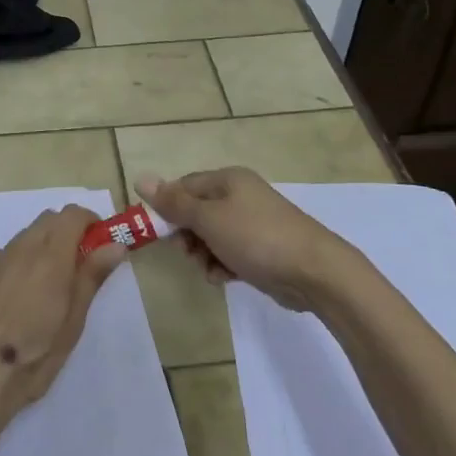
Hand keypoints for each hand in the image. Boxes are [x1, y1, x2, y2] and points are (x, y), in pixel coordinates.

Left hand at [0, 207, 126, 439]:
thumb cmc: (32, 359)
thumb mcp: (72, 323)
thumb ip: (91, 277)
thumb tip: (114, 245)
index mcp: (49, 257)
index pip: (73, 214)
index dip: (90, 222)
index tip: (99, 244)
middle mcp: (20, 248)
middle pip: (48, 220)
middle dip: (68, 232)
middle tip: (78, 267)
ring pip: (25, 237)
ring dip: (42, 247)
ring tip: (46, 289)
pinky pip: (3, 256)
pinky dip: (18, 263)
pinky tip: (15, 300)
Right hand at [138, 167, 345, 310]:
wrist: (314, 272)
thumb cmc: (256, 238)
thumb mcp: (209, 219)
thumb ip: (174, 202)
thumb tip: (140, 177)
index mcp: (227, 179)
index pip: (184, 186)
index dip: (168, 208)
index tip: (158, 233)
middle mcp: (240, 195)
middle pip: (196, 211)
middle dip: (187, 235)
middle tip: (187, 253)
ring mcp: (253, 222)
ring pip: (211, 235)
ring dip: (203, 253)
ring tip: (209, 269)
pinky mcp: (262, 248)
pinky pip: (230, 251)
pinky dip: (222, 263)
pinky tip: (224, 277)